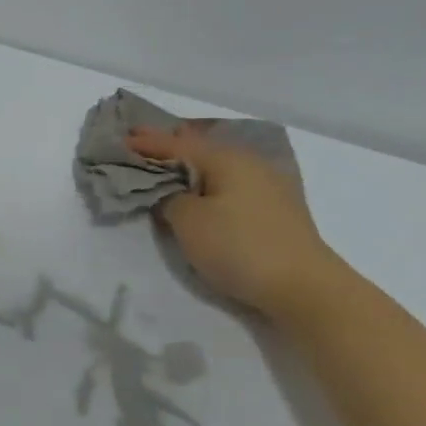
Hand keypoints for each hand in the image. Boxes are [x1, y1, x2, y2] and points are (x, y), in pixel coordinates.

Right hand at [126, 124, 340, 319]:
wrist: (303, 286)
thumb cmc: (239, 247)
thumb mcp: (189, 222)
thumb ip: (169, 198)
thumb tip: (170, 192)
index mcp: (226, 158)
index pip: (176, 144)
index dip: (147, 142)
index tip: (121, 138)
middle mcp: (249, 162)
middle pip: (201, 147)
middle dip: (171, 146)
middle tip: (143, 145)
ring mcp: (268, 184)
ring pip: (219, 165)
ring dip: (191, 165)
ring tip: (169, 167)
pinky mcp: (276, 208)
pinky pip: (232, 183)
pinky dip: (210, 182)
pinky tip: (202, 190)